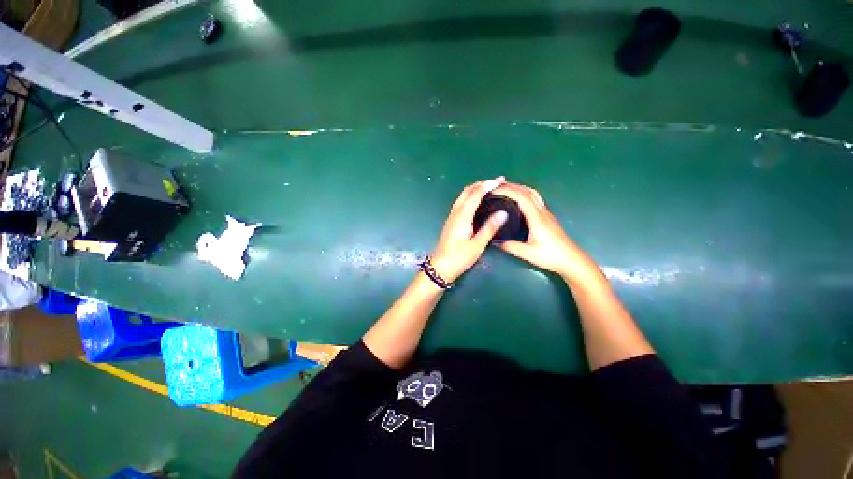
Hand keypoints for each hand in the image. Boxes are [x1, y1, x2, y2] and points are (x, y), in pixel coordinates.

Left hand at [430, 177, 508, 282]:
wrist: (440, 267)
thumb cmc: (459, 258)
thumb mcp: (477, 245)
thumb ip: (489, 228)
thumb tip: (503, 212)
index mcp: (462, 216)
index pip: (476, 194)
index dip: (488, 185)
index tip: (501, 179)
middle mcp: (455, 212)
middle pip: (467, 191)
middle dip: (482, 183)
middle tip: (497, 182)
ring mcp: (452, 216)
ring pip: (463, 196)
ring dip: (475, 188)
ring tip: (489, 188)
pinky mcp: (451, 221)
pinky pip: (461, 202)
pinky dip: (470, 196)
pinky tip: (477, 201)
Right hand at [492, 183, 601, 284]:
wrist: (571, 260)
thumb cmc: (551, 256)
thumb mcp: (528, 254)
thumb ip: (511, 246)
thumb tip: (495, 240)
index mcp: (537, 218)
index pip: (522, 197)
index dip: (507, 191)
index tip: (494, 190)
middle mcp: (542, 212)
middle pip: (527, 191)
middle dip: (511, 186)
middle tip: (496, 186)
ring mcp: (546, 213)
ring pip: (532, 193)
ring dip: (519, 188)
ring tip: (505, 188)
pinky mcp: (547, 217)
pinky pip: (534, 199)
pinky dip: (524, 194)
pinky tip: (518, 199)